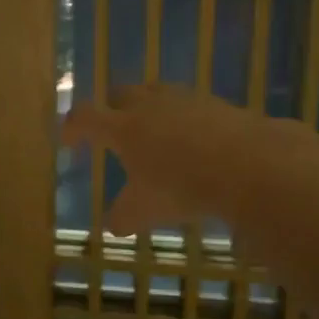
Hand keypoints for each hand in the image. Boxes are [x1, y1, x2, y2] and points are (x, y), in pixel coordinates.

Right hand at [63, 84, 279, 234]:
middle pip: (121, 93)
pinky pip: (192, 106)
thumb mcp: (144, 211)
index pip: (86, 117)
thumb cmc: (183, 187)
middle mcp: (150, 105)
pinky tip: (196, 142)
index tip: (69, 141)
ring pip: (158, 93)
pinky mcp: (218, 104)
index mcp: (123, 128)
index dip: (73, 127)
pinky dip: (186, 119)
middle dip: (112, 108)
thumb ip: (123, 216)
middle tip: (114, 128)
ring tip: (156, 131)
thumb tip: (114, 225)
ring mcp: (186, 100)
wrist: (249, 166)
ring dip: (150, 108)